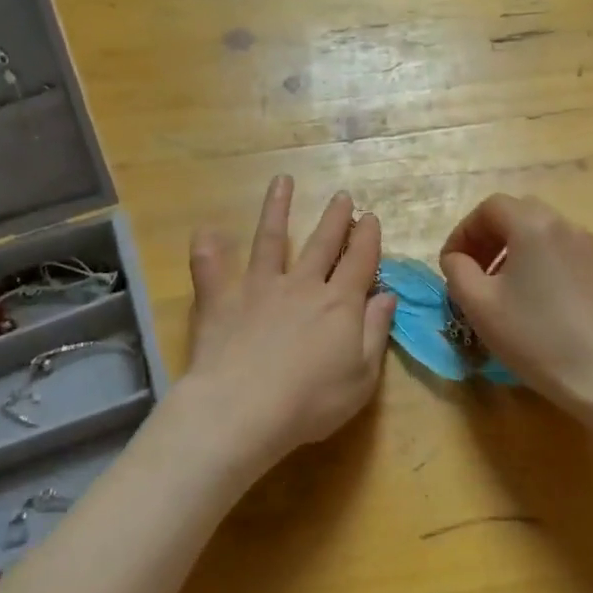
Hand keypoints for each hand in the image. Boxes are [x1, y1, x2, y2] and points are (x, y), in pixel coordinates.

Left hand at [163, 176, 395, 484]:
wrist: (244, 411)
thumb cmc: (311, 402)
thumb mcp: (361, 376)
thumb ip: (375, 331)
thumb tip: (387, 295)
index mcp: (339, 303)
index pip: (359, 261)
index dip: (368, 238)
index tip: (371, 218)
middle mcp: (301, 285)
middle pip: (322, 243)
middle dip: (335, 219)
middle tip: (343, 196)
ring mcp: (258, 287)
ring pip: (270, 239)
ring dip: (277, 209)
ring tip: (282, 181)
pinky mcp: (221, 300)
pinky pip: (210, 268)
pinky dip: (207, 249)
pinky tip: (205, 230)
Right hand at [440, 194, 592, 454]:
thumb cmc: (536, 336)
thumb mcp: (479, 305)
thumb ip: (457, 271)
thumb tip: (456, 259)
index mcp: (532, 225)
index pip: (489, 208)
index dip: (463, 232)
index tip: (450, 265)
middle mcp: (563, 225)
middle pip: (515, 214)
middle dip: (486, 238)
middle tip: (470, 273)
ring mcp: (586, 247)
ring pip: (537, 233)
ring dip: (509, 251)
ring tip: (495, 289)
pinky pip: (556, 251)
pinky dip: (533, 262)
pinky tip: (527, 300)